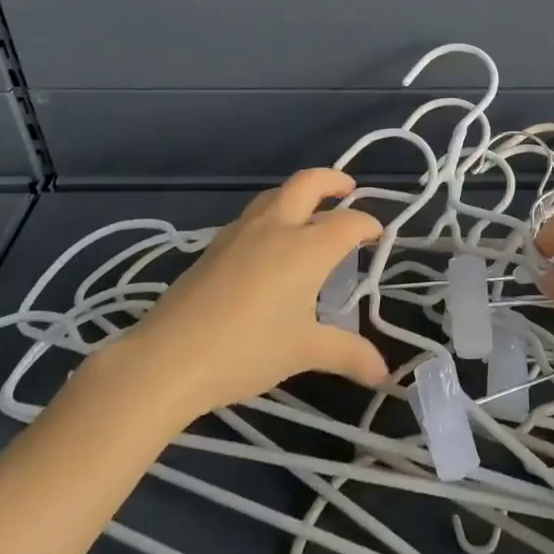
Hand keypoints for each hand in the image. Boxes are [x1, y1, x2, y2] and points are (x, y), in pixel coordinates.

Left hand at [102, 169, 389, 421]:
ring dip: (298, 193)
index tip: (377, 235)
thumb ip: (347, 355)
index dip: (368, 224)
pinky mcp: (215, 244)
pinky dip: (272, 214)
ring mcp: (241, 231)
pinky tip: (268, 244)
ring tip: (310, 212)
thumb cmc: (247, 350)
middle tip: (348, 189)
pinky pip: (252, 215)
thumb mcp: (303, 352)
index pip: (348, 222)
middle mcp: (277, 227)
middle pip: (309, 182)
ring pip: (276, 193)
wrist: (170, 356)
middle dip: (333, 180)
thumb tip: (383, 373)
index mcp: (307, 247)